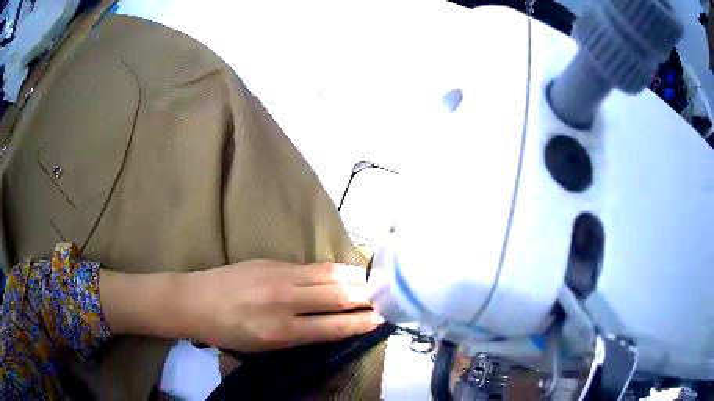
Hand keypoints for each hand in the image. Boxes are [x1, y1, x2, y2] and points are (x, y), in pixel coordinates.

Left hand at [180, 260, 384, 351]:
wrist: (195, 300)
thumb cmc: (227, 332)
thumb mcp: (263, 346)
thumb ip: (299, 335)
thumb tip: (331, 325)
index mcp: (280, 330)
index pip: (333, 326)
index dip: (361, 322)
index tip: (381, 318)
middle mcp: (284, 301)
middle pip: (336, 295)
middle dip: (366, 296)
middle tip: (386, 296)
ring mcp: (278, 275)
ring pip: (328, 273)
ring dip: (354, 277)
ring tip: (372, 281)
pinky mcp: (272, 261)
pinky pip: (311, 266)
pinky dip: (333, 270)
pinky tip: (343, 273)